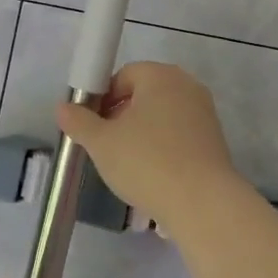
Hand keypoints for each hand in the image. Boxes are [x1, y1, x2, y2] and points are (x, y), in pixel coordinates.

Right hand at [55, 62, 241, 228]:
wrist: (201, 202)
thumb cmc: (147, 162)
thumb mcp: (101, 143)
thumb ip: (79, 121)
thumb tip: (63, 107)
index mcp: (160, 76)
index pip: (124, 75)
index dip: (103, 98)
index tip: (92, 126)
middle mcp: (187, 86)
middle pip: (144, 94)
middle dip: (121, 116)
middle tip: (106, 145)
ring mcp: (204, 113)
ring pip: (162, 116)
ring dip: (141, 133)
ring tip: (127, 163)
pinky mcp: (214, 139)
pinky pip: (179, 135)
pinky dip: (163, 147)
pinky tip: (152, 173)